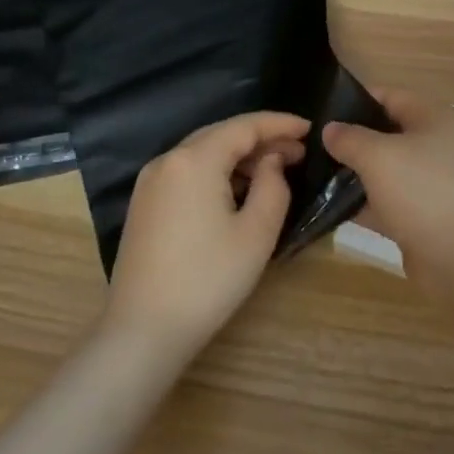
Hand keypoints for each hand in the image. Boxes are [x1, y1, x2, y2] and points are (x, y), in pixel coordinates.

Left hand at [104, 111, 308, 357]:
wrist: (143, 330)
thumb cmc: (208, 280)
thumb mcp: (256, 233)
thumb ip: (273, 185)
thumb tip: (271, 161)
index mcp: (194, 159)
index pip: (244, 126)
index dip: (279, 123)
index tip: (309, 128)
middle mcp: (167, 160)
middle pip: (221, 134)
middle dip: (261, 139)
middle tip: (297, 151)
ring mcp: (150, 181)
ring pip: (203, 152)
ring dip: (239, 156)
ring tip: (274, 170)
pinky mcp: (144, 203)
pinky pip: (187, 171)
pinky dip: (216, 171)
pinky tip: (238, 189)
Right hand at [322, 88, 453, 299]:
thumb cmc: (422, 191)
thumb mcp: (378, 156)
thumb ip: (349, 138)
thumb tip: (331, 129)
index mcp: (435, 117)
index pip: (390, 95)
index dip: (354, 100)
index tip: (321, 113)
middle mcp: (439, 144)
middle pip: (388, 133)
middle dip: (353, 140)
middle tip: (314, 147)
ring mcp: (435, 182)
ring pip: (388, 170)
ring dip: (358, 174)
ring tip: (317, 175)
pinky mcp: (428, 215)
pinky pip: (392, 201)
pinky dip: (368, 204)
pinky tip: (335, 208)